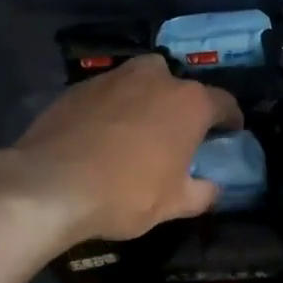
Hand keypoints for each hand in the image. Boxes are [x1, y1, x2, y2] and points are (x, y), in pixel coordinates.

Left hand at [13, 54, 242, 241]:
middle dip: (181, 104)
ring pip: (139, 83)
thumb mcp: (174, 204)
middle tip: (176, 133)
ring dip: (144, 101)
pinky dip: (110, 109)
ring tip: (136, 131)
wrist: (51, 184)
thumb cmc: (126, 193)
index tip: (230, 133)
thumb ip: (202, 192)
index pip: (223, 102)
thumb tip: (213, 187)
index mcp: (188, 103)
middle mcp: (154, 78)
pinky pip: (106, 94)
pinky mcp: (77, 87)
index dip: (230, 119)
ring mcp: (113, 78)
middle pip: (178, 85)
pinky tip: (101, 135)